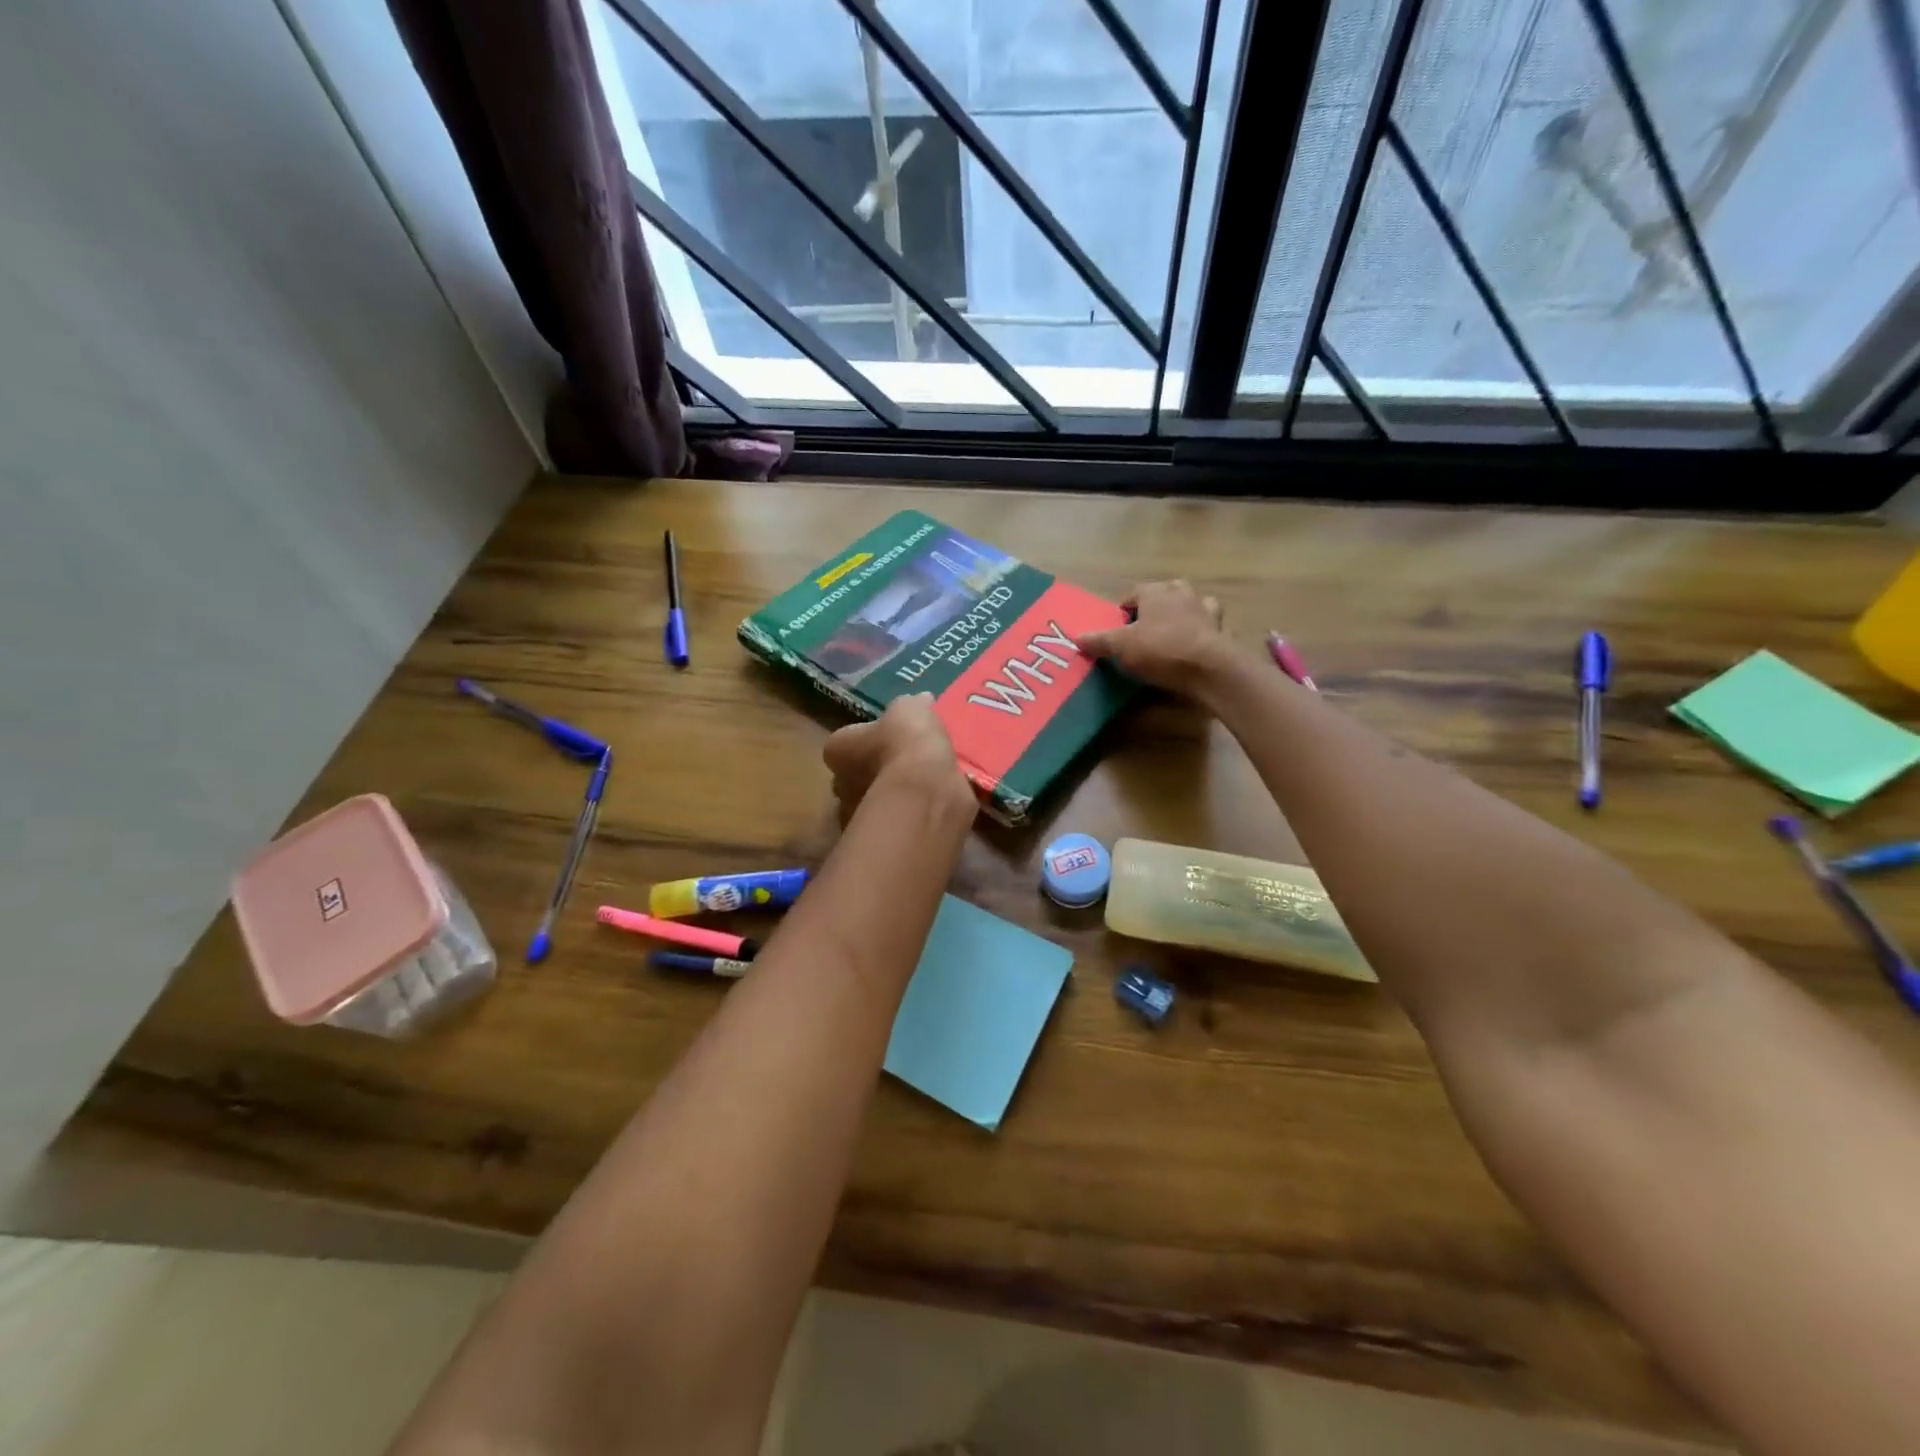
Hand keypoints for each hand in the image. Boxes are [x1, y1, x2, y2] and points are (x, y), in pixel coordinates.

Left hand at [822, 693, 973, 819]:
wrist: (925, 790)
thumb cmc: (907, 742)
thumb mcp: (911, 709)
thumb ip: (912, 707)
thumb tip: (921, 702)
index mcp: (837, 748)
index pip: (844, 744)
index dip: (865, 741)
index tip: (888, 740)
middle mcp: (839, 785)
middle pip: (854, 777)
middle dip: (874, 773)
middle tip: (904, 766)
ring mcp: (858, 816)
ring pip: (873, 804)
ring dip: (891, 798)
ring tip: (922, 789)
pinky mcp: (881, 839)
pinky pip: (894, 824)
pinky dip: (908, 817)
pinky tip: (930, 807)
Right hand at [1076, 580, 1231, 694]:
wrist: (1208, 668)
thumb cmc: (1160, 650)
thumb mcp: (1121, 647)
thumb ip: (1099, 641)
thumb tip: (1077, 638)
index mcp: (1155, 591)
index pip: (1133, 595)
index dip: (1123, 613)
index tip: (1118, 632)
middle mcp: (1181, 592)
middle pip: (1162, 596)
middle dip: (1153, 610)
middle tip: (1142, 633)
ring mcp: (1204, 608)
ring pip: (1189, 605)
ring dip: (1180, 616)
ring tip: (1170, 636)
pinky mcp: (1221, 627)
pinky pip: (1208, 624)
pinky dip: (1201, 630)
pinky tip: (1193, 645)